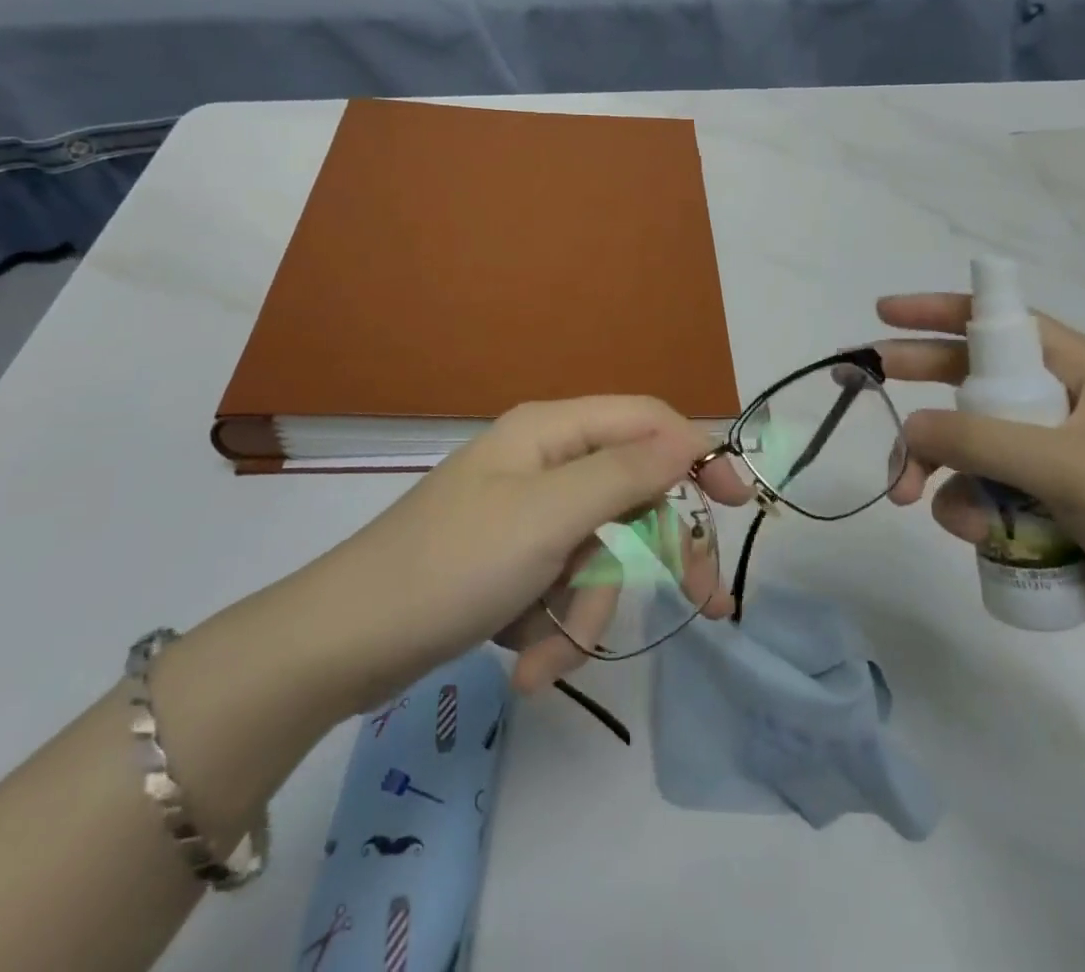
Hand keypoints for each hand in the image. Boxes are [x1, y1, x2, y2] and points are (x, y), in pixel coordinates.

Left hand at [334, 396, 751, 699]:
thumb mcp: (551, 515)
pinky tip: (522, 662)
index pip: (649, 422)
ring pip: (601, 556)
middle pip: (634, 498)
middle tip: (705, 609)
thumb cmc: (452, 565)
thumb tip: (689, 439)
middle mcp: (546, 464)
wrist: (344, 645)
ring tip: (546, 656)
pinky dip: (553, 628)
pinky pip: (563, 589)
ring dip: (587, 611)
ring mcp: (529, 518)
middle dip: (654, 560)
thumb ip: (627, 473)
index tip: (740, 503)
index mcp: (553, 431)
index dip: (699, 454)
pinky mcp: (514, 565)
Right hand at [876, 294, 1084, 646]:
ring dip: (935, 470)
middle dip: (920, 391)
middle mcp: (1060, 404)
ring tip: (912, 498)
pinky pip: (980, 489)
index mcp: (1079, 372)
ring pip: (965, 444)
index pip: (999, 324)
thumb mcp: (1061, 465)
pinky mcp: (1040, 500)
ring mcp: (1047, 455)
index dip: (939, 312)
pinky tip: (978, 538)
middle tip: (868, 385)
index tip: (885, 313)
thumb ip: (978, 440)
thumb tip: (909, 430)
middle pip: (969, 380)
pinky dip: (967, 509)